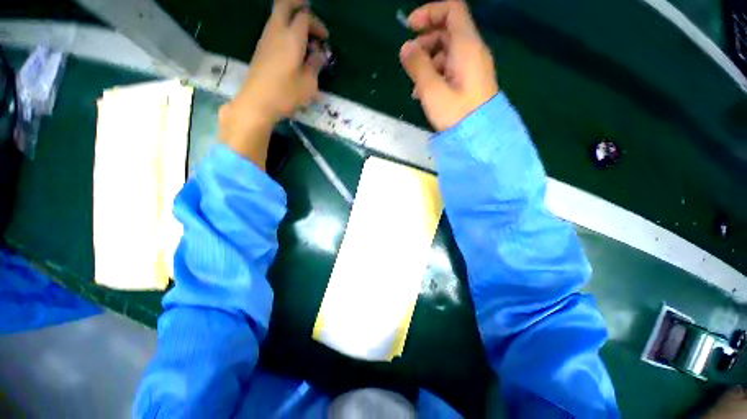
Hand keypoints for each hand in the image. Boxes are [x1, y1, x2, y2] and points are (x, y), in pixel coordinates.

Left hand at [219, 0, 327, 168]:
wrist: (257, 102)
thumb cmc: (286, 93)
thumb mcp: (309, 83)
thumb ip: (315, 65)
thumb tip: (319, 55)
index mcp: (292, 37)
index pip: (305, 17)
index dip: (317, 24)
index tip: (325, 39)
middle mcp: (276, 31)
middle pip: (285, 5)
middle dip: (298, 5)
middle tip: (310, 16)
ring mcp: (266, 39)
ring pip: (278, 17)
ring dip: (292, 20)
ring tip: (305, 39)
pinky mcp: (261, 49)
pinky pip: (274, 30)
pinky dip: (285, 31)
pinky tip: (293, 49)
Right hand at [399, 1, 498, 130]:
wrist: (478, 137)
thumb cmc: (456, 113)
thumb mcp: (432, 90)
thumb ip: (417, 66)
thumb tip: (406, 48)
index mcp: (466, 46)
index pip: (452, 10)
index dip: (430, 12)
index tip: (410, 27)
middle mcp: (472, 51)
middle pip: (447, 31)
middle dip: (425, 42)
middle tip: (409, 61)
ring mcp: (472, 67)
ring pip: (447, 52)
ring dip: (428, 62)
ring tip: (415, 85)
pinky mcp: (469, 81)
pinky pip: (451, 68)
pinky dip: (436, 73)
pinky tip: (425, 92)